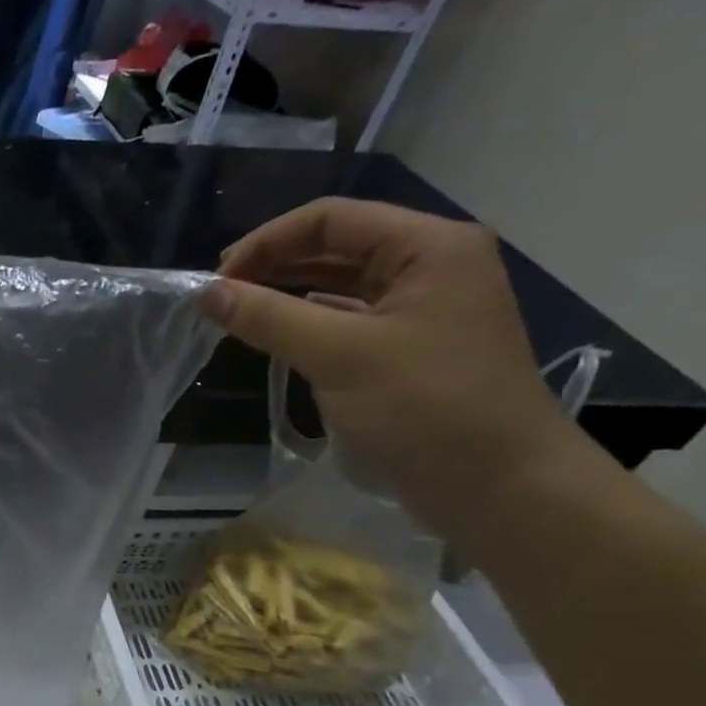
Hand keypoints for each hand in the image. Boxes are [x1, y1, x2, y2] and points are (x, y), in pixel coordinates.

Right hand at [207, 198, 577, 536]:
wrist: (500, 486)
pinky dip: (307, 321)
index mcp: (428, 246)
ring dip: (286, 294)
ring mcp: (422, 308)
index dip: (266, 241)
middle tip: (218, 299)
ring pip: (340, 284)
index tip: (216, 281)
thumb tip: (205, 293)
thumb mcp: (339, 355)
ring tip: (236, 315)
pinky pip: (348, 318)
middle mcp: (430, 265)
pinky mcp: (410, 347)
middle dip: (273, 266)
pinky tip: (276, 336)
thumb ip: (268, 317)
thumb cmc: (426, 407)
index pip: (331, 219)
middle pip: (335, 246)